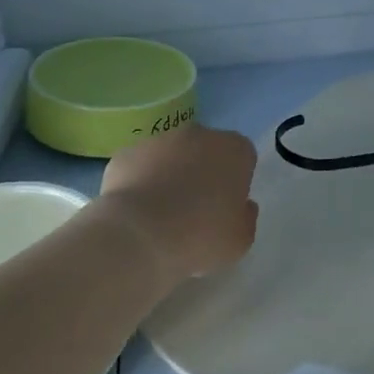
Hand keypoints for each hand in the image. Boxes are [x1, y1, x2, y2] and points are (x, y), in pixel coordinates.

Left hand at [97, 124, 259, 286]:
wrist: (139, 236)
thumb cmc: (201, 236)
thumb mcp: (241, 239)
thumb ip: (246, 217)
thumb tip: (241, 206)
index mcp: (234, 149)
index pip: (243, 157)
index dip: (236, 182)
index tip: (227, 207)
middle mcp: (199, 135)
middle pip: (206, 150)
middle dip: (203, 172)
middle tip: (196, 210)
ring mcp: (159, 140)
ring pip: (171, 156)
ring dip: (170, 175)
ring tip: (161, 215)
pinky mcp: (126, 153)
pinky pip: (140, 166)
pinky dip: (140, 182)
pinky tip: (136, 212)